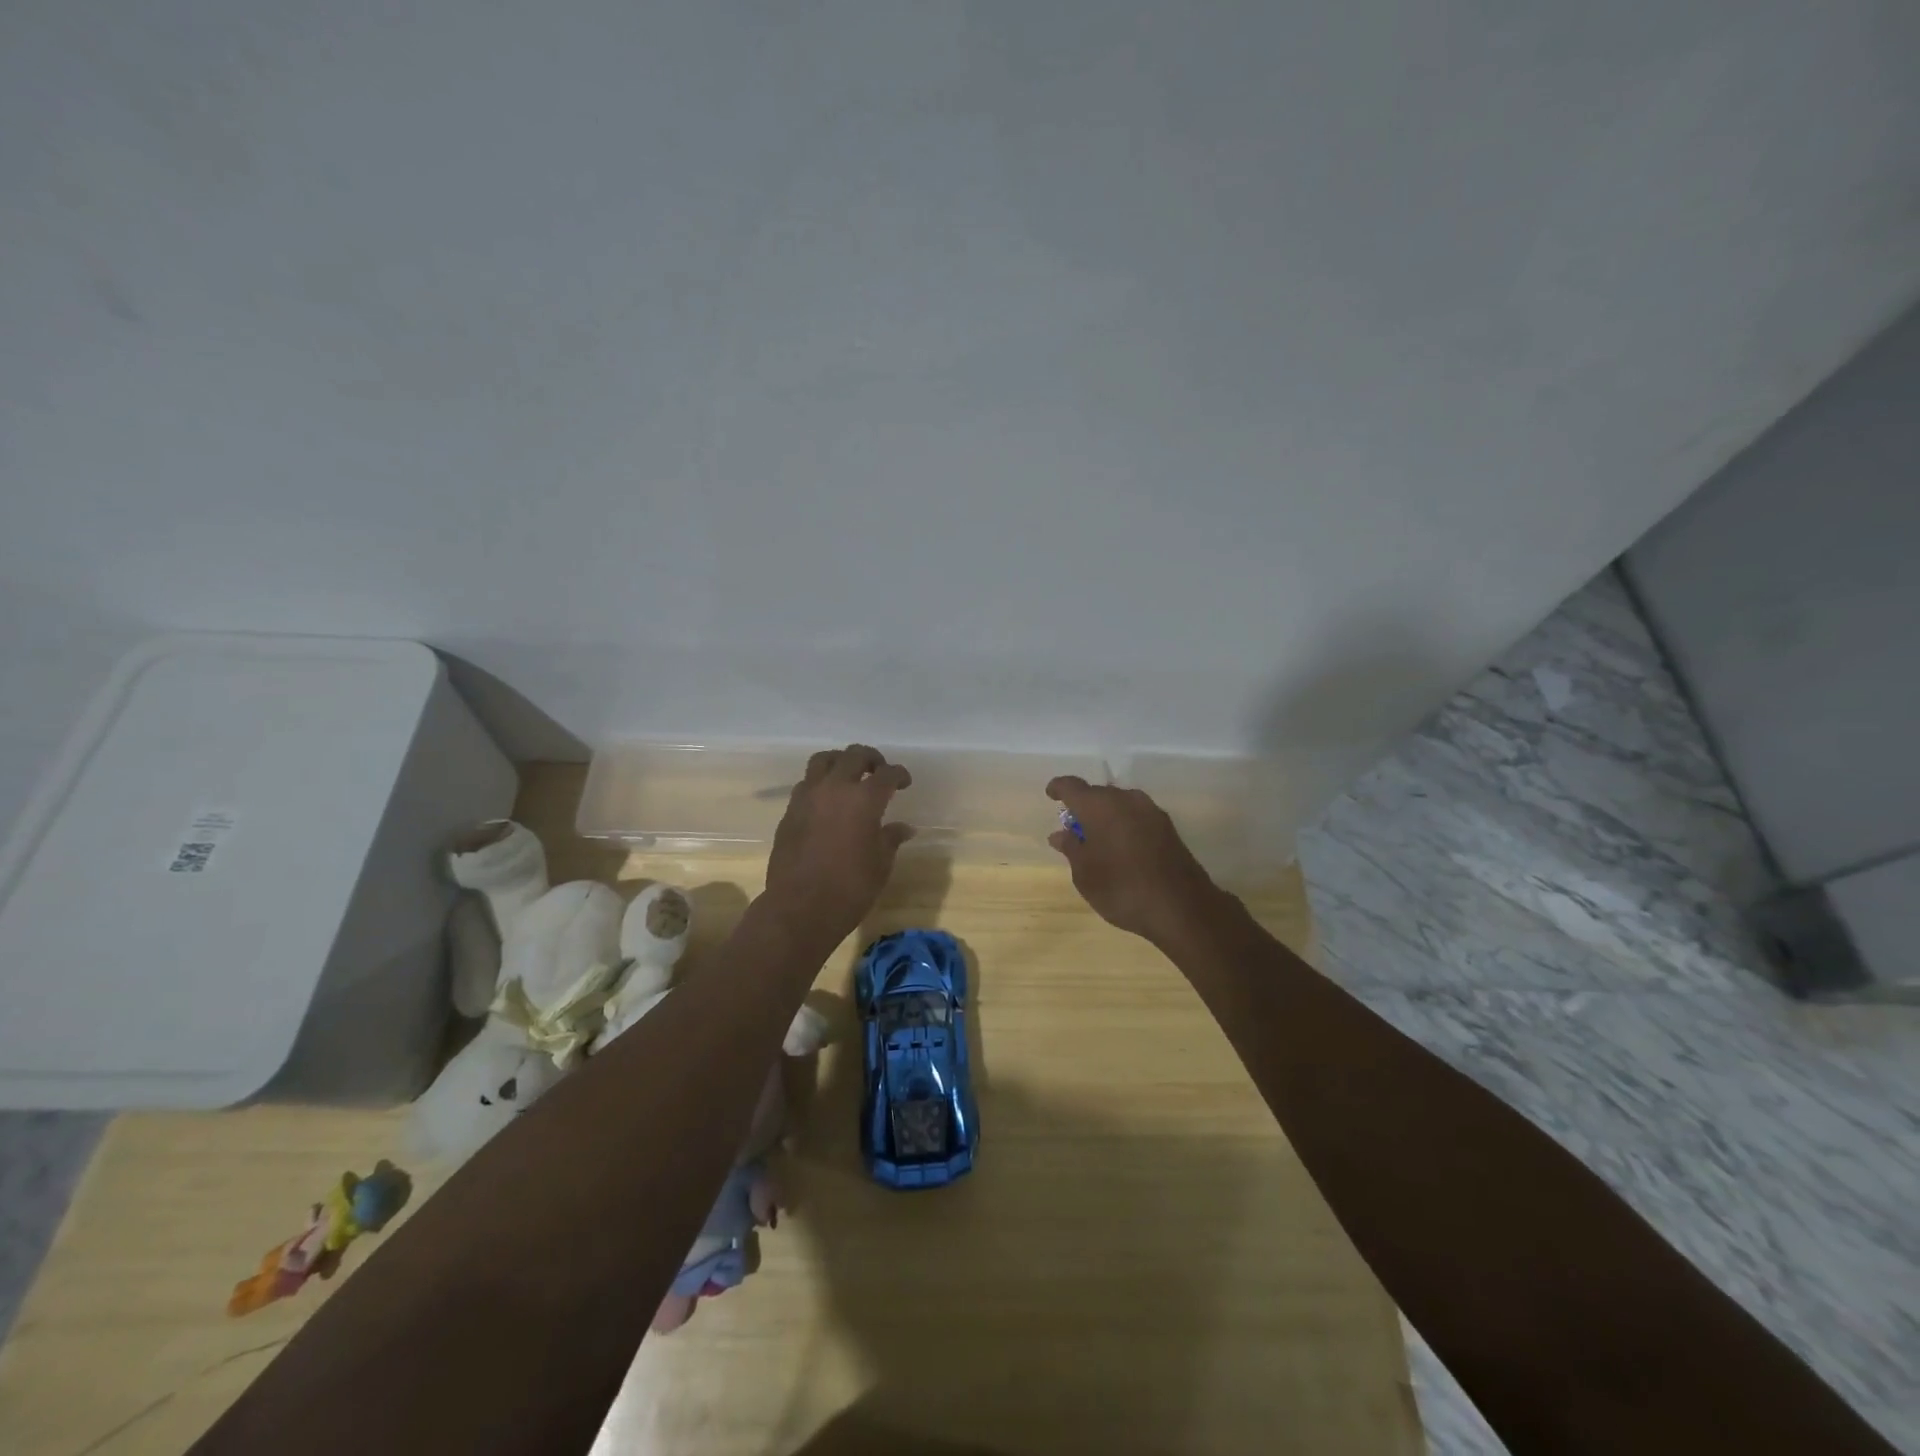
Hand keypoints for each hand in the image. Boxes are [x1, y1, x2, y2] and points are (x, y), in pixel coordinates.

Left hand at [765, 745, 913, 944]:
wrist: (799, 908)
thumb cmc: (850, 888)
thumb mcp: (880, 864)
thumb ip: (891, 839)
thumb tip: (904, 828)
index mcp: (864, 799)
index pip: (887, 774)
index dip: (899, 774)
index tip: (904, 783)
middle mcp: (835, 788)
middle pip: (854, 755)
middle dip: (870, 759)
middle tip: (879, 771)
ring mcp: (808, 797)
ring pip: (823, 760)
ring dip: (840, 762)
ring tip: (849, 777)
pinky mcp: (790, 811)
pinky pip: (806, 783)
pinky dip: (820, 783)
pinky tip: (827, 802)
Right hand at [1046, 776, 1221, 946]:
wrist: (1182, 907)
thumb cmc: (1122, 888)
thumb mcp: (1085, 874)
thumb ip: (1071, 849)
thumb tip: (1060, 834)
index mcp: (1099, 805)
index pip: (1071, 786)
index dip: (1058, 788)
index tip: (1051, 796)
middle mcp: (1126, 799)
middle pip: (1098, 793)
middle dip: (1084, 807)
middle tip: (1074, 830)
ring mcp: (1151, 811)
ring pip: (1120, 805)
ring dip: (1106, 817)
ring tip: (1097, 842)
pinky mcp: (1168, 827)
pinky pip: (1136, 817)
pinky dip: (1124, 826)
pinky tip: (1121, 849)